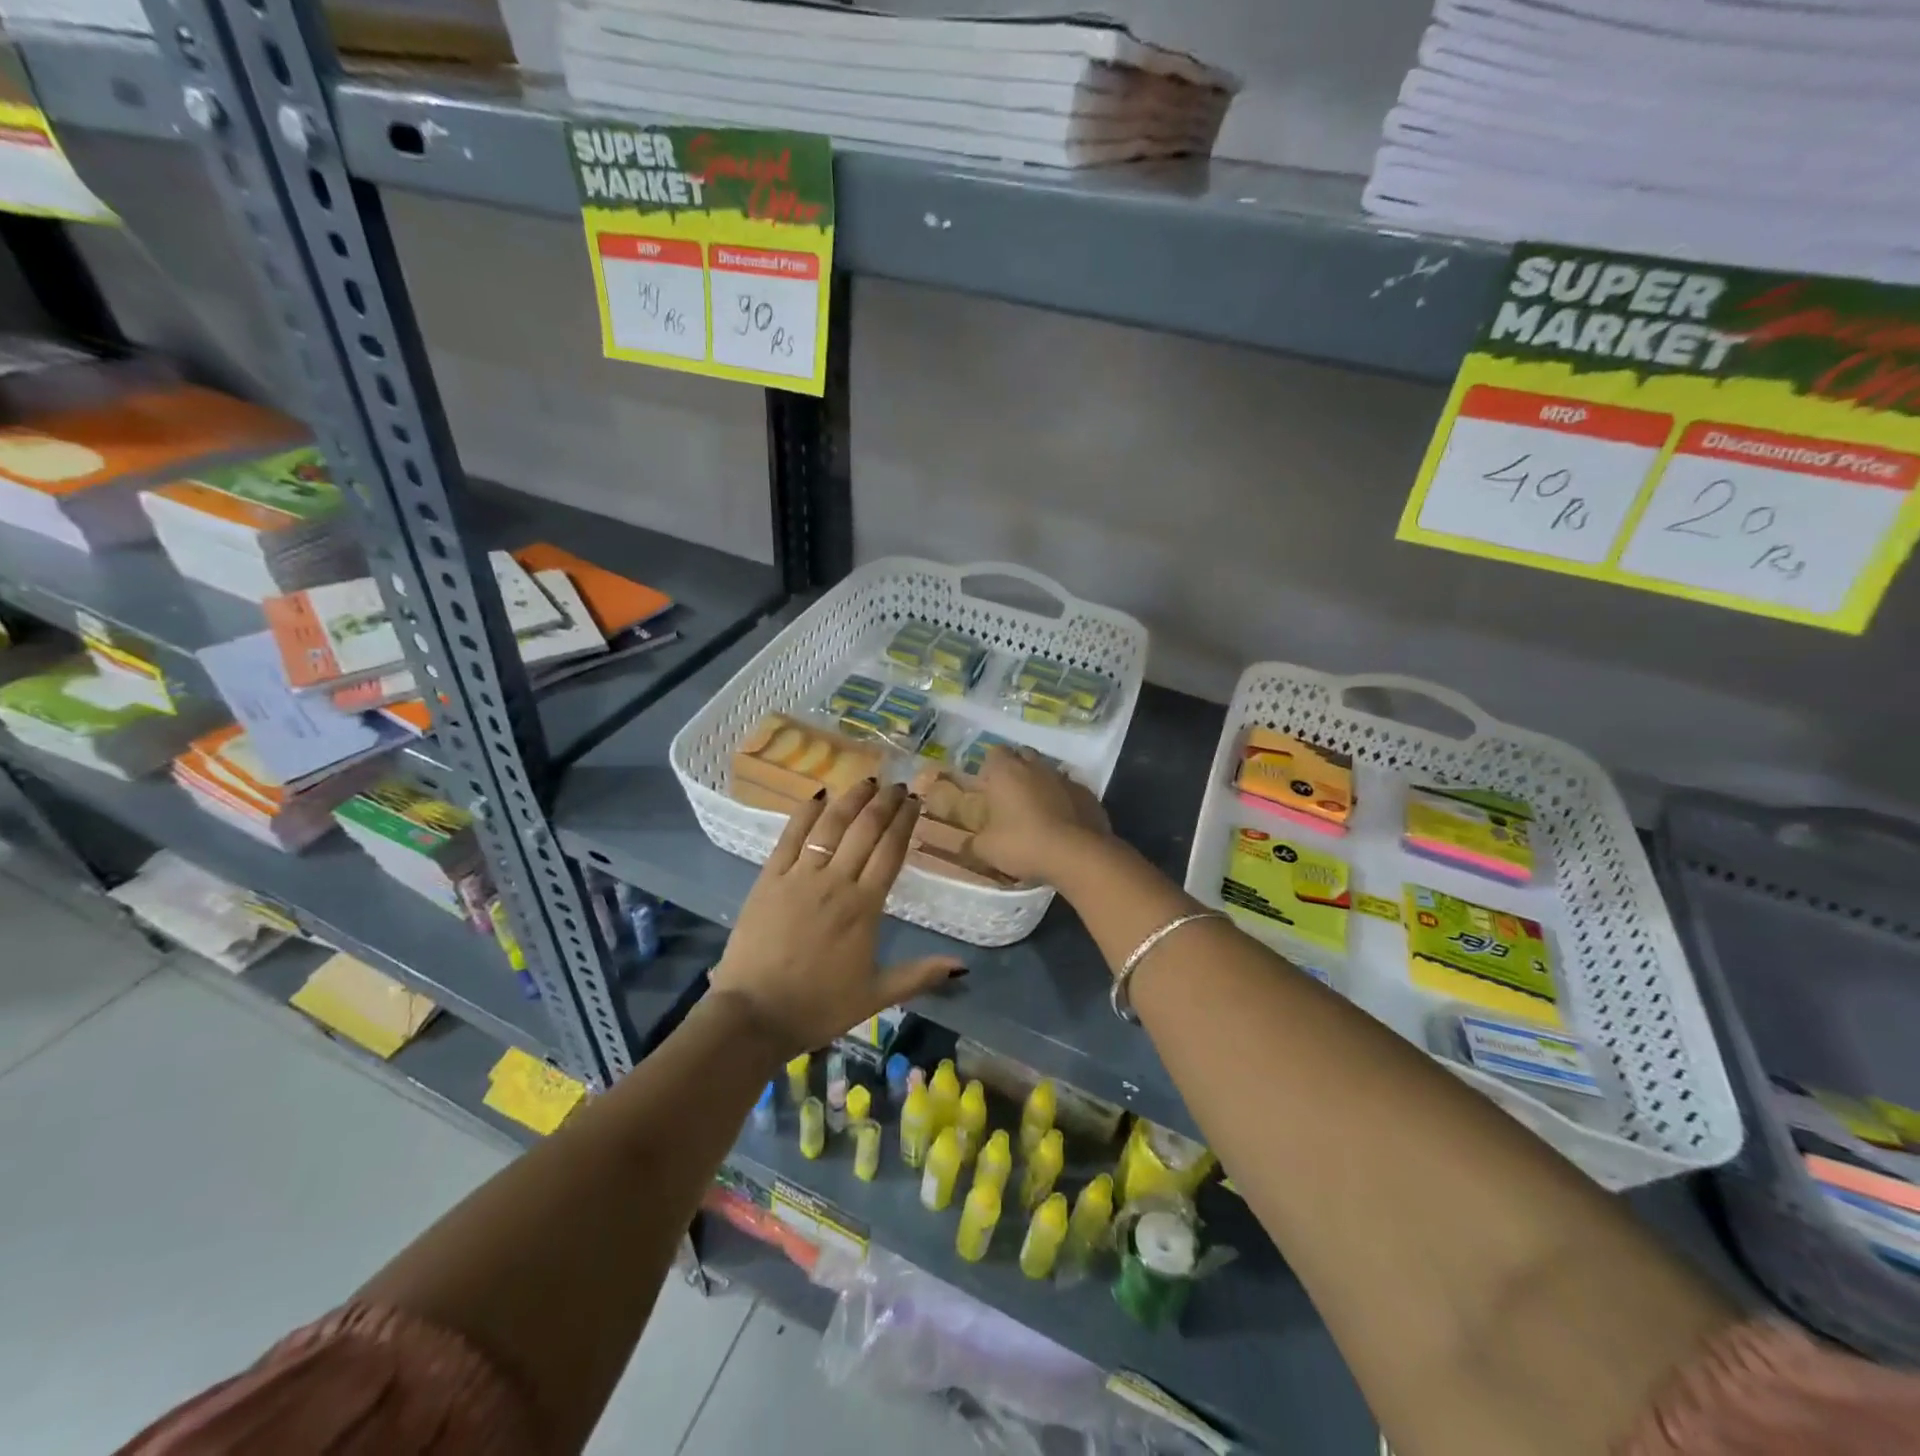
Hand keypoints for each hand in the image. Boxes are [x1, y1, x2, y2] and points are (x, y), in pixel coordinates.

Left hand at [709, 780, 964, 1058]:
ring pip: (831, 825)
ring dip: (852, 799)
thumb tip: (962, 964)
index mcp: (865, 907)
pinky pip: (790, 836)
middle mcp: (836, 882)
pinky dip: (805, 812)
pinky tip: (818, 795)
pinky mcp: (769, 878)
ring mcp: (799, 876)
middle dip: (885, 802)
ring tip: (867, 781)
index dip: (904, 822)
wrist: (754, 1015)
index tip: (915, 801)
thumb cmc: (819, 1007)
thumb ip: (920, 975)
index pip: (891, 851)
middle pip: (865, 829)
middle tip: (898, 785)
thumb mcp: (876, 995)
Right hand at [970, 747, 1112, 883]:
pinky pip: (1070, 790)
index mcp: (1006, 771)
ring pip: (1048, 772)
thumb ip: (972, 844)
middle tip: (1010, 798)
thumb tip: (965, 845)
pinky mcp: (1088, 793)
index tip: (988, 789)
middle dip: (1016, 771)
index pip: (994, 753)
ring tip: (1037, 811)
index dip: (990, 769)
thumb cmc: (1024, 844)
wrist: (1078, 855)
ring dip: (1041, 785)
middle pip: (1023, 757)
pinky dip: (1064, 800)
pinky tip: (1062, 822)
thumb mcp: (987, 850)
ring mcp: (1064, 777)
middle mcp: (1036, 766)